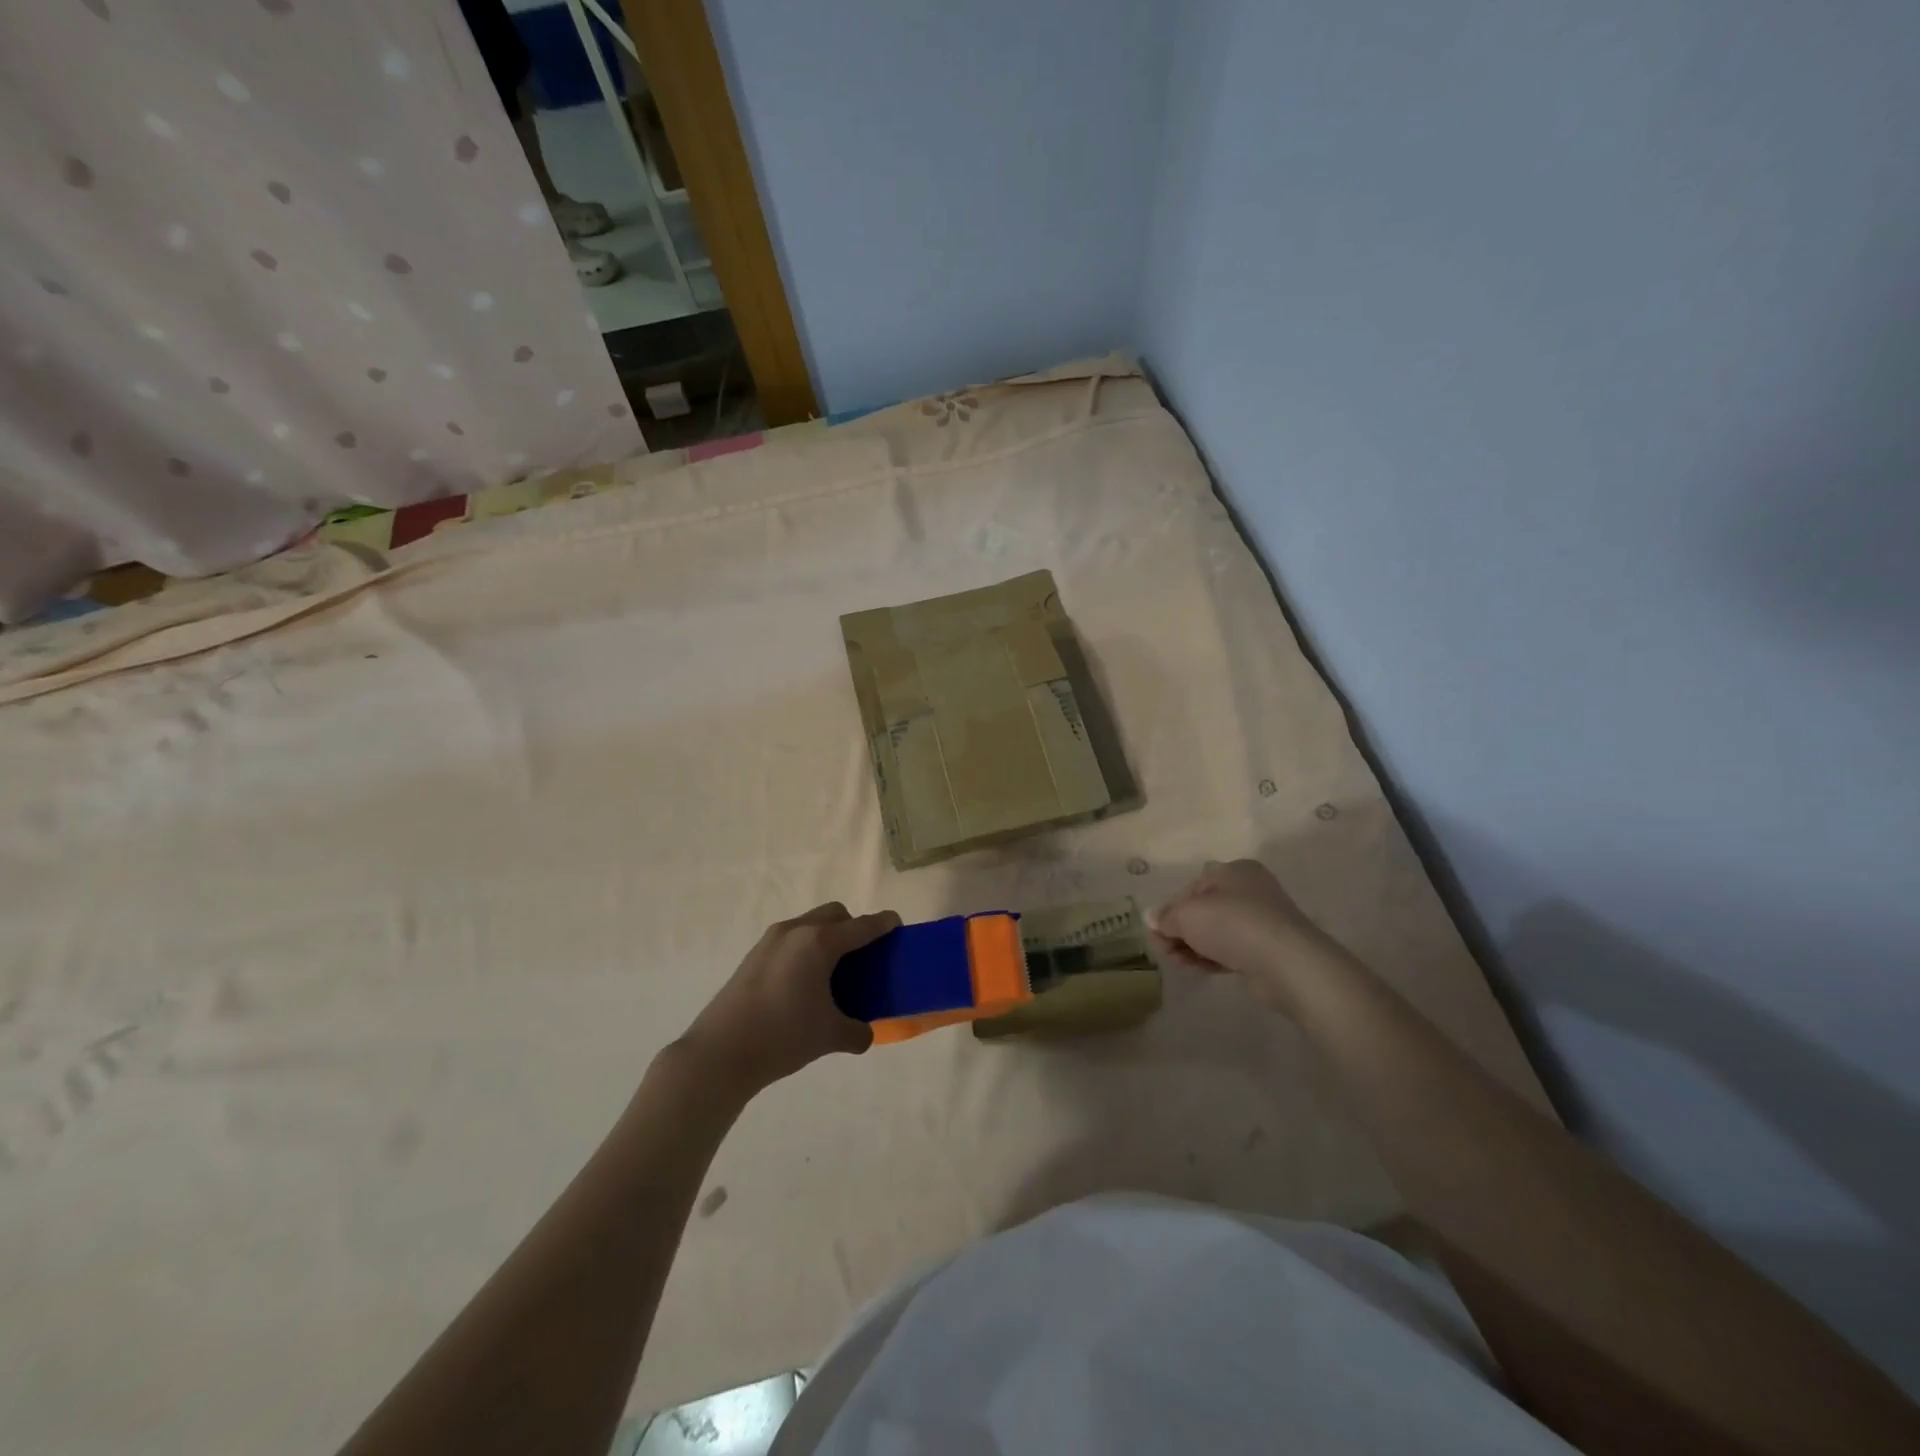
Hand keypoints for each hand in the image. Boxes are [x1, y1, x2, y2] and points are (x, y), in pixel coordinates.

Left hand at [677, 902, 898, 1096]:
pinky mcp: (753, 956)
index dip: (884, 924)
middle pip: (834, 914)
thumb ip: (857, 1031)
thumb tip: (864, 1033)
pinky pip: (790, 939)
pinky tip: (803, 983)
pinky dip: (805, 949)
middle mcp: (796, 931)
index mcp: (819, 943)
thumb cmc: (783, 1036)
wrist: (720, 1053)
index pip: (862, 926)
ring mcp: (770, 941)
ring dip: (826, 937)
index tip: (897, 926)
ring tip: (831, 972)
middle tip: (862, 956)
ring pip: (809, 924)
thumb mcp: (830, 1036)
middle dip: (853, 927)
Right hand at [1148, 860, 1332, 1005]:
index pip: (1193, 887)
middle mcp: (1250, 891)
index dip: (1171, 908)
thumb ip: (1166, 916)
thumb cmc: (1233, 924)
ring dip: (1192, 947)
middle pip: (1203, 910)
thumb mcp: (1188, 914)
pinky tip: (1196, 970)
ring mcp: (1261, 922)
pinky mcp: (1267, 951)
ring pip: (1215, 933)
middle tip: (1163, 950)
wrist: (1287, 963)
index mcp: (1234, 871)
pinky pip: (1230, 951)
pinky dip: (1211, 958)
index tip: (1156, 930)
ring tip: (1178, 963)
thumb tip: (1152, 918)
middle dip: (1179, 930)